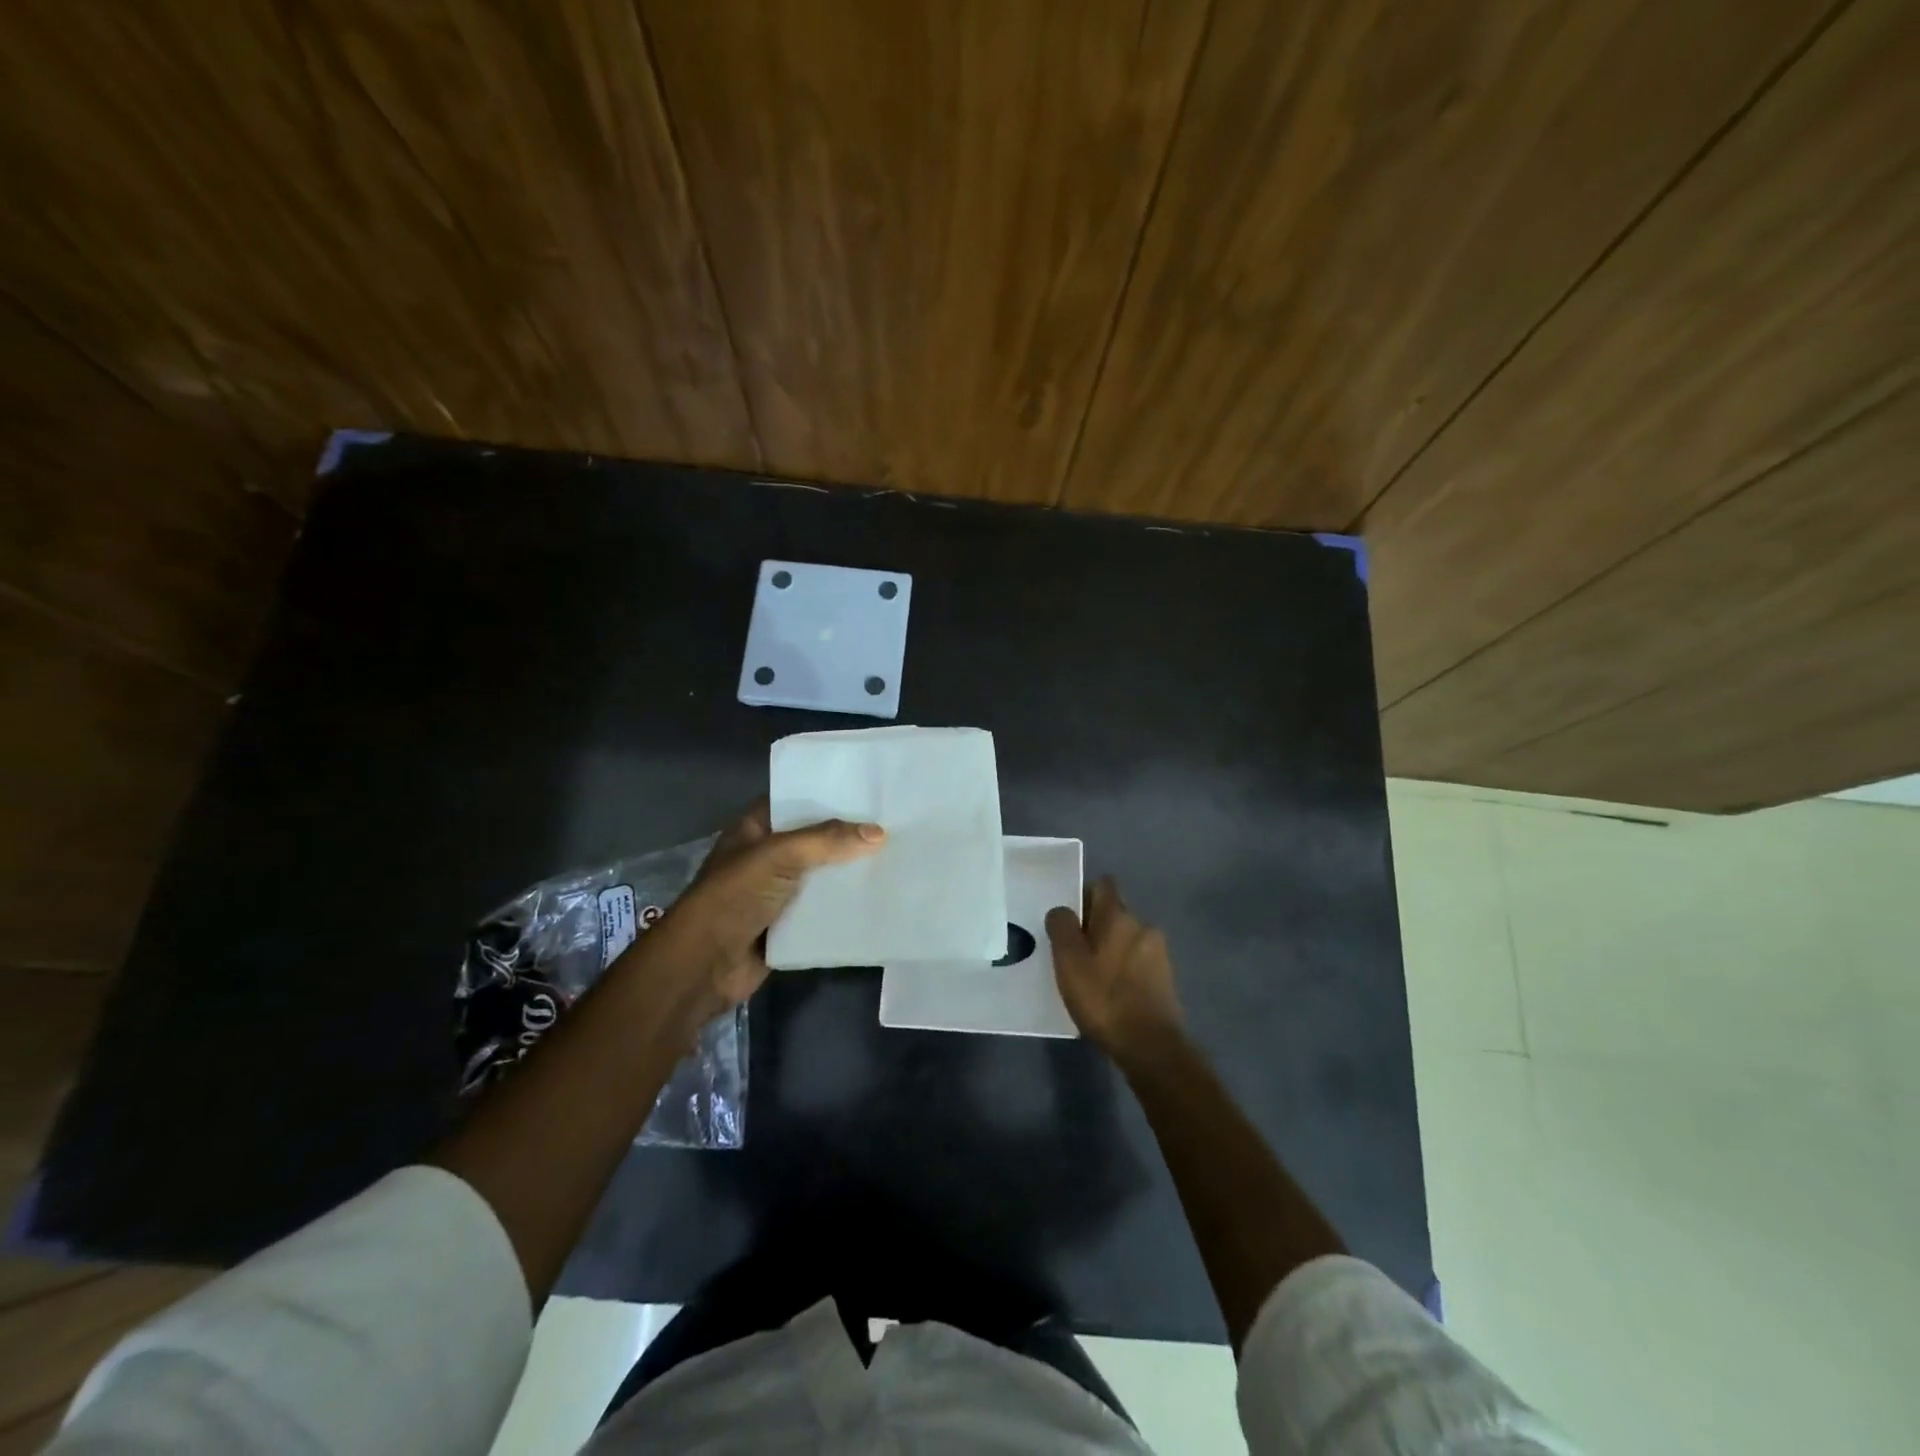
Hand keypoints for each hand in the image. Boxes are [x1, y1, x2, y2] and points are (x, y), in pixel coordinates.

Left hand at [638, 802, 884, 1042]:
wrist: (704, 965)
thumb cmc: (734, 896)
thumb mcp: (779, 855)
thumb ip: (827, 840)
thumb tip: (878, 833)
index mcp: (755, 828)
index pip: (795, 800)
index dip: (827, 794)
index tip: (868, 790)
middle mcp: (766, 855)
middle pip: (813, 838)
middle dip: (847, 835)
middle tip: (893, 823)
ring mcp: (776, 891)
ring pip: (821, 874)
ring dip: (848, 871)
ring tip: (895, 857)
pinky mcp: (787, 924)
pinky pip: (821, 909)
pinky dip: (843, 905)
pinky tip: (878, 896)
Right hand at [1045, 878, 1183, 1061]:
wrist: (1150, 1047)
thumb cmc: (1104, 998)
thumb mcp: (1069, 962)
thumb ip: (1062, 927)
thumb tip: (1062, 910)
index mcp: (1118, 916)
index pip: (1102, 885)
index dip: (1083, 895)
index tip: (1068, 919)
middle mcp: (1143, 925)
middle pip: (1114, 913)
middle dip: (1095, 926)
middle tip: (1073, 952)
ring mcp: (1158, 952)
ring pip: (1126, 938)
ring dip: (1110, 949)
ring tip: (1091, 976)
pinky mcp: (1165, 977)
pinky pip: (1137, 960)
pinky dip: (1123, 968)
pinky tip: (1111, 992)